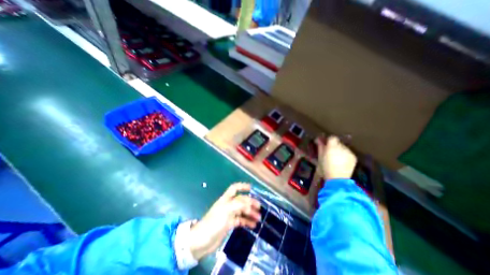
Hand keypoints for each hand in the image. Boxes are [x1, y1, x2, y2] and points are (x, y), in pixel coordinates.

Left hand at [186, 183, 259, 259]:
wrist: (202, 241)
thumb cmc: (214, 222)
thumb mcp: (227, 211)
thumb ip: (239, 205)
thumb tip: (250, 203)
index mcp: (226, 199)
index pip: (235, 188)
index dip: (242, 186)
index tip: (251, 188)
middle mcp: (228, 205)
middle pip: (241, 200)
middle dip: (250, 202)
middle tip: (259, 207)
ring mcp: (229, 215)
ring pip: (242, 211)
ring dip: (250, 213)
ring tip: (258, 218)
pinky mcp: (229, 224)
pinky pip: (240, 220)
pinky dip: (247, 221)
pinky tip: (253, 225)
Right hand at [316, 136, 358, 180]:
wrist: (337, 179)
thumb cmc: (325, 168)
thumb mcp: (320, 157)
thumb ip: (320, 147)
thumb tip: (318, 139)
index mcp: (332, 146)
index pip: (332, 137)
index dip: (328, 140)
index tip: (324, 144)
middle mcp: (342, 147)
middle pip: (337, 142)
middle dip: (333, 146)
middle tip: (328, 152)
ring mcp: (349, 152)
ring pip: (343, 148)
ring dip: (339, 150)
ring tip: (335, 158)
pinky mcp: (353, 157)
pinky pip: (347, 153)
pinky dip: (344, 155)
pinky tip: (341, 162)